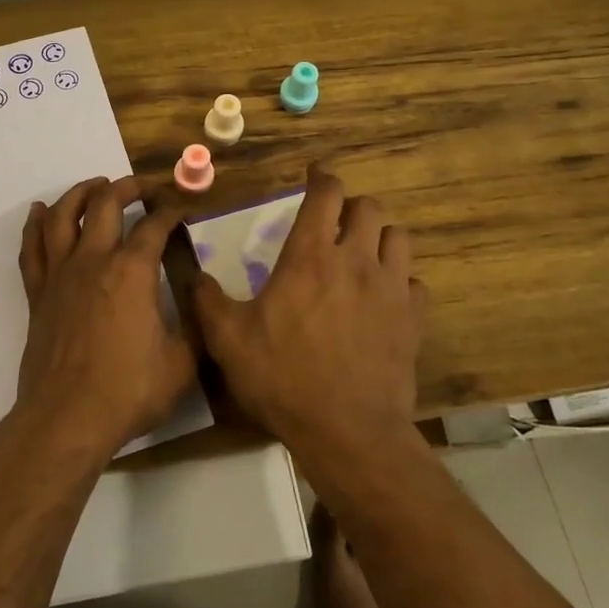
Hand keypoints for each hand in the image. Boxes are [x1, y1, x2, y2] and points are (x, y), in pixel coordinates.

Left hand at [16, 176, 195, 463]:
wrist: (67, 419)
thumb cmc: (128, 391)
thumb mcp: (182, 363)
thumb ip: (195, 326)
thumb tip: (200, 299)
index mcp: (132, 271)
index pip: (155, 225)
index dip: (172, 209)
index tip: (183, 205)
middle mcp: (94, 261)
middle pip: (106, 204)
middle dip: (128, 187)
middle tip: (144, 186)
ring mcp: (60, 275)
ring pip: (63, 216)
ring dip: (81, 193)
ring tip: (96, 185)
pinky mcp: (38, 294)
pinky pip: (32, 248)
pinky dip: (36, 224)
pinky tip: (41, 212)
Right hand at [193, 164, 426, 457]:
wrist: (347, 431)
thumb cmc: (283, 378)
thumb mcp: (228, 340)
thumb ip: (208, 301)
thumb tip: (193, 276)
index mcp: (311, 256)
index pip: (326, 194)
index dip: (321, 177)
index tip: (314, 176)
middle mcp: (356, 261)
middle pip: (369, 208)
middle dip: (351, 207)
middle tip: (334, 222)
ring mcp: (391, 289)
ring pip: (398, 238)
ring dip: (380, 237)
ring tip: (363, 253)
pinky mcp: (413, 320)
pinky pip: (415, 283)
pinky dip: (401, 281)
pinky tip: (385, 298)